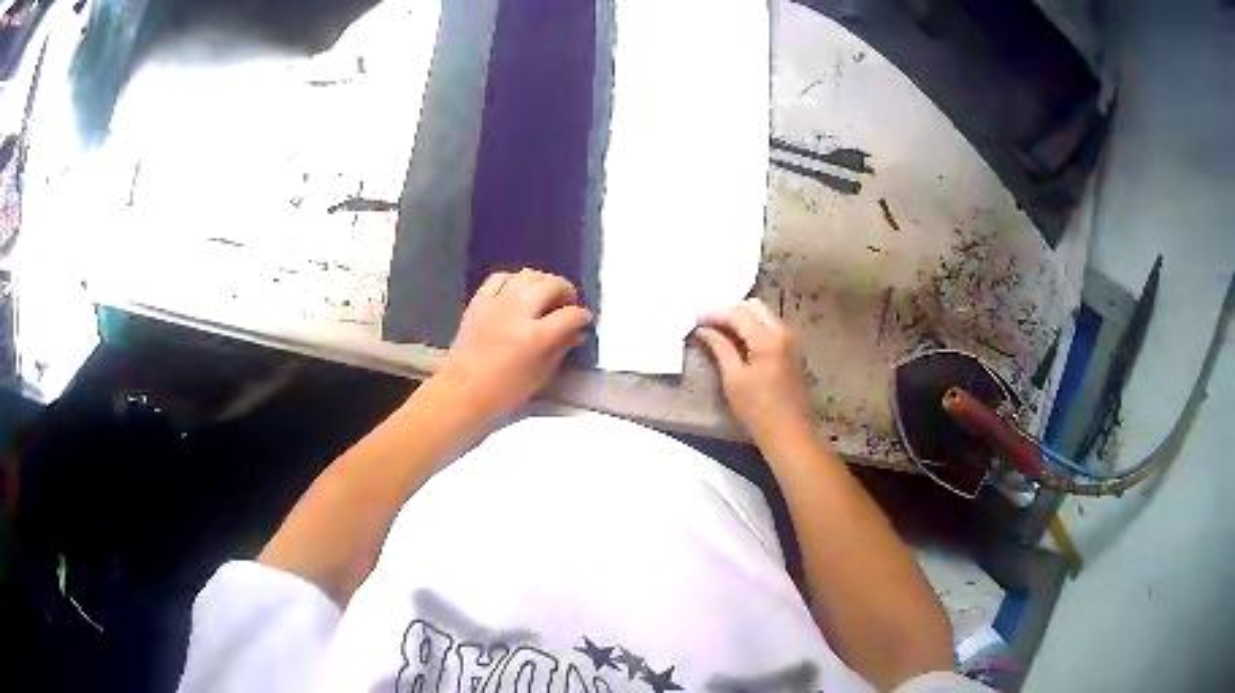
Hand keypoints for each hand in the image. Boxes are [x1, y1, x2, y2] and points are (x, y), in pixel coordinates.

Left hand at [439, 269, 591, 417]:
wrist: (464, 389)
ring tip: (544, 295)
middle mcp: (518, 312)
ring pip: (528, 275)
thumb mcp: (541, 375)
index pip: (570, 315)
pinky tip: (518, 291)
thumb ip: (561, 348)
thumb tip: (576, 333)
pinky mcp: (479, 300)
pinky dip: (514, 280)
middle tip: (567, 303)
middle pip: (551, 285)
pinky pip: (500, 277)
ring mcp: (497, 303)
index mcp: (536, 337)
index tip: (583, 320)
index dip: (582, 316)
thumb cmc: (506, 390)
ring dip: (542, 282)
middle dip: (566, 291)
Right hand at [694, 299, 815, 445]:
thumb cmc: (758, 410)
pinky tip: (738, 341)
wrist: (789, 434)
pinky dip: (753, 328)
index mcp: (768, 339)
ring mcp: (790, 342)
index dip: (714, 314)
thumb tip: (704, 330)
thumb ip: (720, 348)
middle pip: (755, 307)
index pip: (738, 314)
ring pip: (764, 316)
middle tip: (708, 323)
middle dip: (730, 311)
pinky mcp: (791, 352)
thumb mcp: (734, 379)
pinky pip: (770, 328)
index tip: (694, 318)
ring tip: (720, 331)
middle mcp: (783, 333)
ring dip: (742, 318)